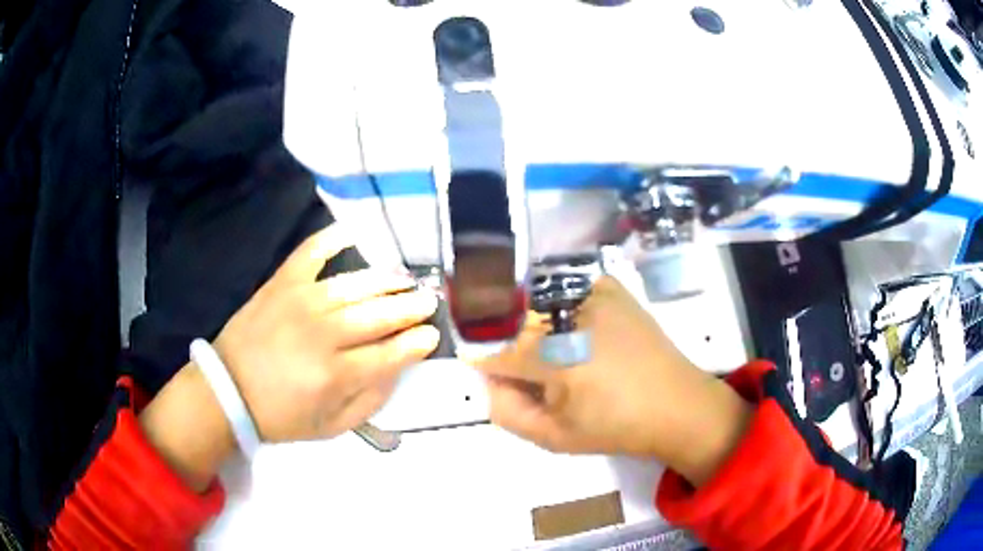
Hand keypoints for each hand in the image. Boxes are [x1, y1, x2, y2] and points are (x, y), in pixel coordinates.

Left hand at [141, 225, 439, 490]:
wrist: (228, 390)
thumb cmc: (281, 415)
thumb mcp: (332, 427)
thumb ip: (370, 401)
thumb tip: (397, 368)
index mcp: (335, 375)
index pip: (389, 353)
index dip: (416, 343)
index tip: (432, 335)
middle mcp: (322, 333)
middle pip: (377, 315)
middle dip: (409, 307)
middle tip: (428, 301)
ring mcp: (300, 301)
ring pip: (354, 285)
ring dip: (385, 280)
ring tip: (404, 280)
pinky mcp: (280, 284)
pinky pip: (309, 253)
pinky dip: (330, 239)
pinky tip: (352, 232)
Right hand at [473, 276, 750, 485]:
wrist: (675, 403)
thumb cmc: (615, 427)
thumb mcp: (553, 437)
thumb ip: (506, 411)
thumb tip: (487, 378)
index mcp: (557, 358)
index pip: (493, 350)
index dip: (485, 364)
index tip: (493, 375)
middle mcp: (570, 314)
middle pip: (511, 322)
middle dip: (509, 347)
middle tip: (532, 373)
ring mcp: (592, 292)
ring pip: (534, 301)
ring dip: (532, 326)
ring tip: (557, 353)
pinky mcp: (609, 286)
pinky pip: (563, 288)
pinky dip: (558, 307)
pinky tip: (576, 329)